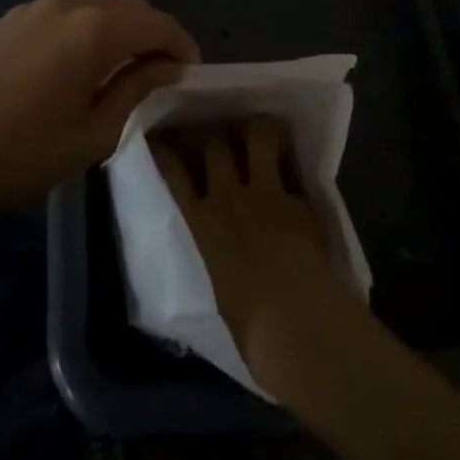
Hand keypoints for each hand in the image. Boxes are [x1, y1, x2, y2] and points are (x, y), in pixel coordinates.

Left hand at [0, 0, 198, 215]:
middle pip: (130, 8)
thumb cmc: (23, 155)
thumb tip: (167, 66)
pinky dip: (85, 30)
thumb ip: (137, 89)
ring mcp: (34, 6)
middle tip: (161, 72)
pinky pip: (63, 14)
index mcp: (96, 29)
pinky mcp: (10, 18)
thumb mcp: (94, 133)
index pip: (157, 24)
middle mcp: (69, 3)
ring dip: (119, 31)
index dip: (182, 45)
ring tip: (121, 69)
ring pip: (96, 7)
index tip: (191, 72)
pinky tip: (75, 65)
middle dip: (153, 35)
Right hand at [153, 119, 370, 411]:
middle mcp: (228, 197)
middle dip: (214, 133)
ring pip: (257, 136)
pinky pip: (292, 163)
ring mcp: (266, 191)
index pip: (172, 175)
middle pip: (213, 143)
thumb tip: (217, 261)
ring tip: (258, 129)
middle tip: (217, 130)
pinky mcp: (299, 197)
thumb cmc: (250, 330)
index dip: (164, 151)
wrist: (298, 323)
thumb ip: (214, 262)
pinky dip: (291, 157)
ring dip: (256, 129)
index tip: (159, 136)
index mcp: (200, 225)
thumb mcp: (217, 293)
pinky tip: (292, 153)